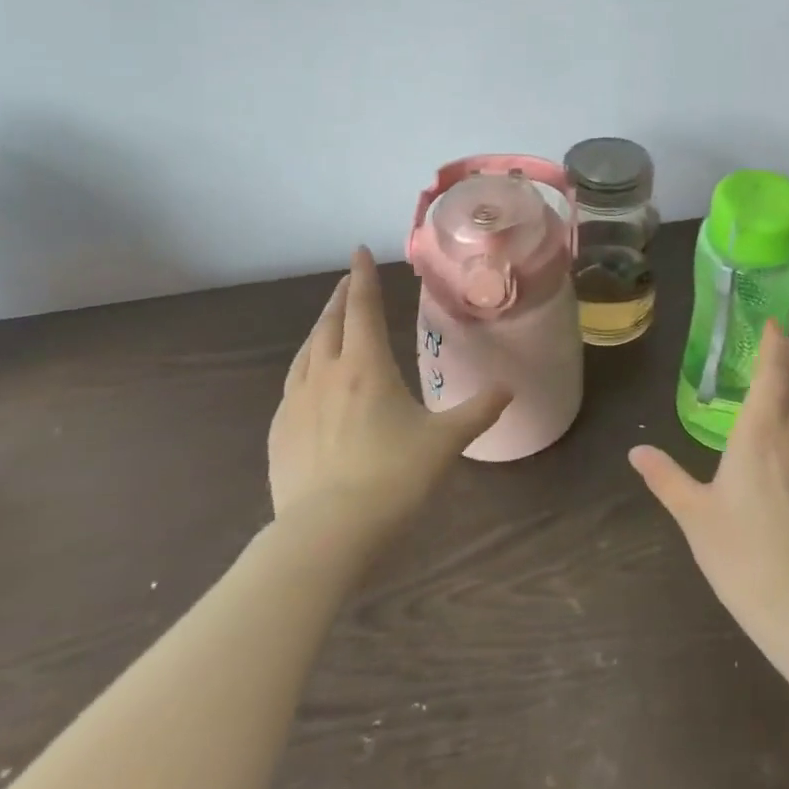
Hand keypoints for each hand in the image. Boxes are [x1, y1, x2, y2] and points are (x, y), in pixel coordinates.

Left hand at [268, 247, 509, 537]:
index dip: (362, 276)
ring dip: (320, 330)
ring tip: (329, 324)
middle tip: (348, 281)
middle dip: (341, 298)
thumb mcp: (445, 442)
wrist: (324, 536)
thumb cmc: (392, 478)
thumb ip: (478, 411)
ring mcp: (296, 404)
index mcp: (365, 367)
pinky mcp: (279, 434)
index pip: (362, 307)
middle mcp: (326, 375)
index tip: (358, 251)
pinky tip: (310, 381)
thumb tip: (508, 389)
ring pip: (305, 352)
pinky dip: (305, 367)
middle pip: (330, 323)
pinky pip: (292, 385)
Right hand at [629, 321, 788, 636]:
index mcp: (760, 433)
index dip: (774, 344)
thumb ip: (666, 478)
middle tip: (777, 338)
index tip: (769, 322)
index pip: (774, 372)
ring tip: (781, 374)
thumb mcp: (694, 514)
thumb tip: (636, 453)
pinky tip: (787, 429)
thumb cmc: (741, 553)